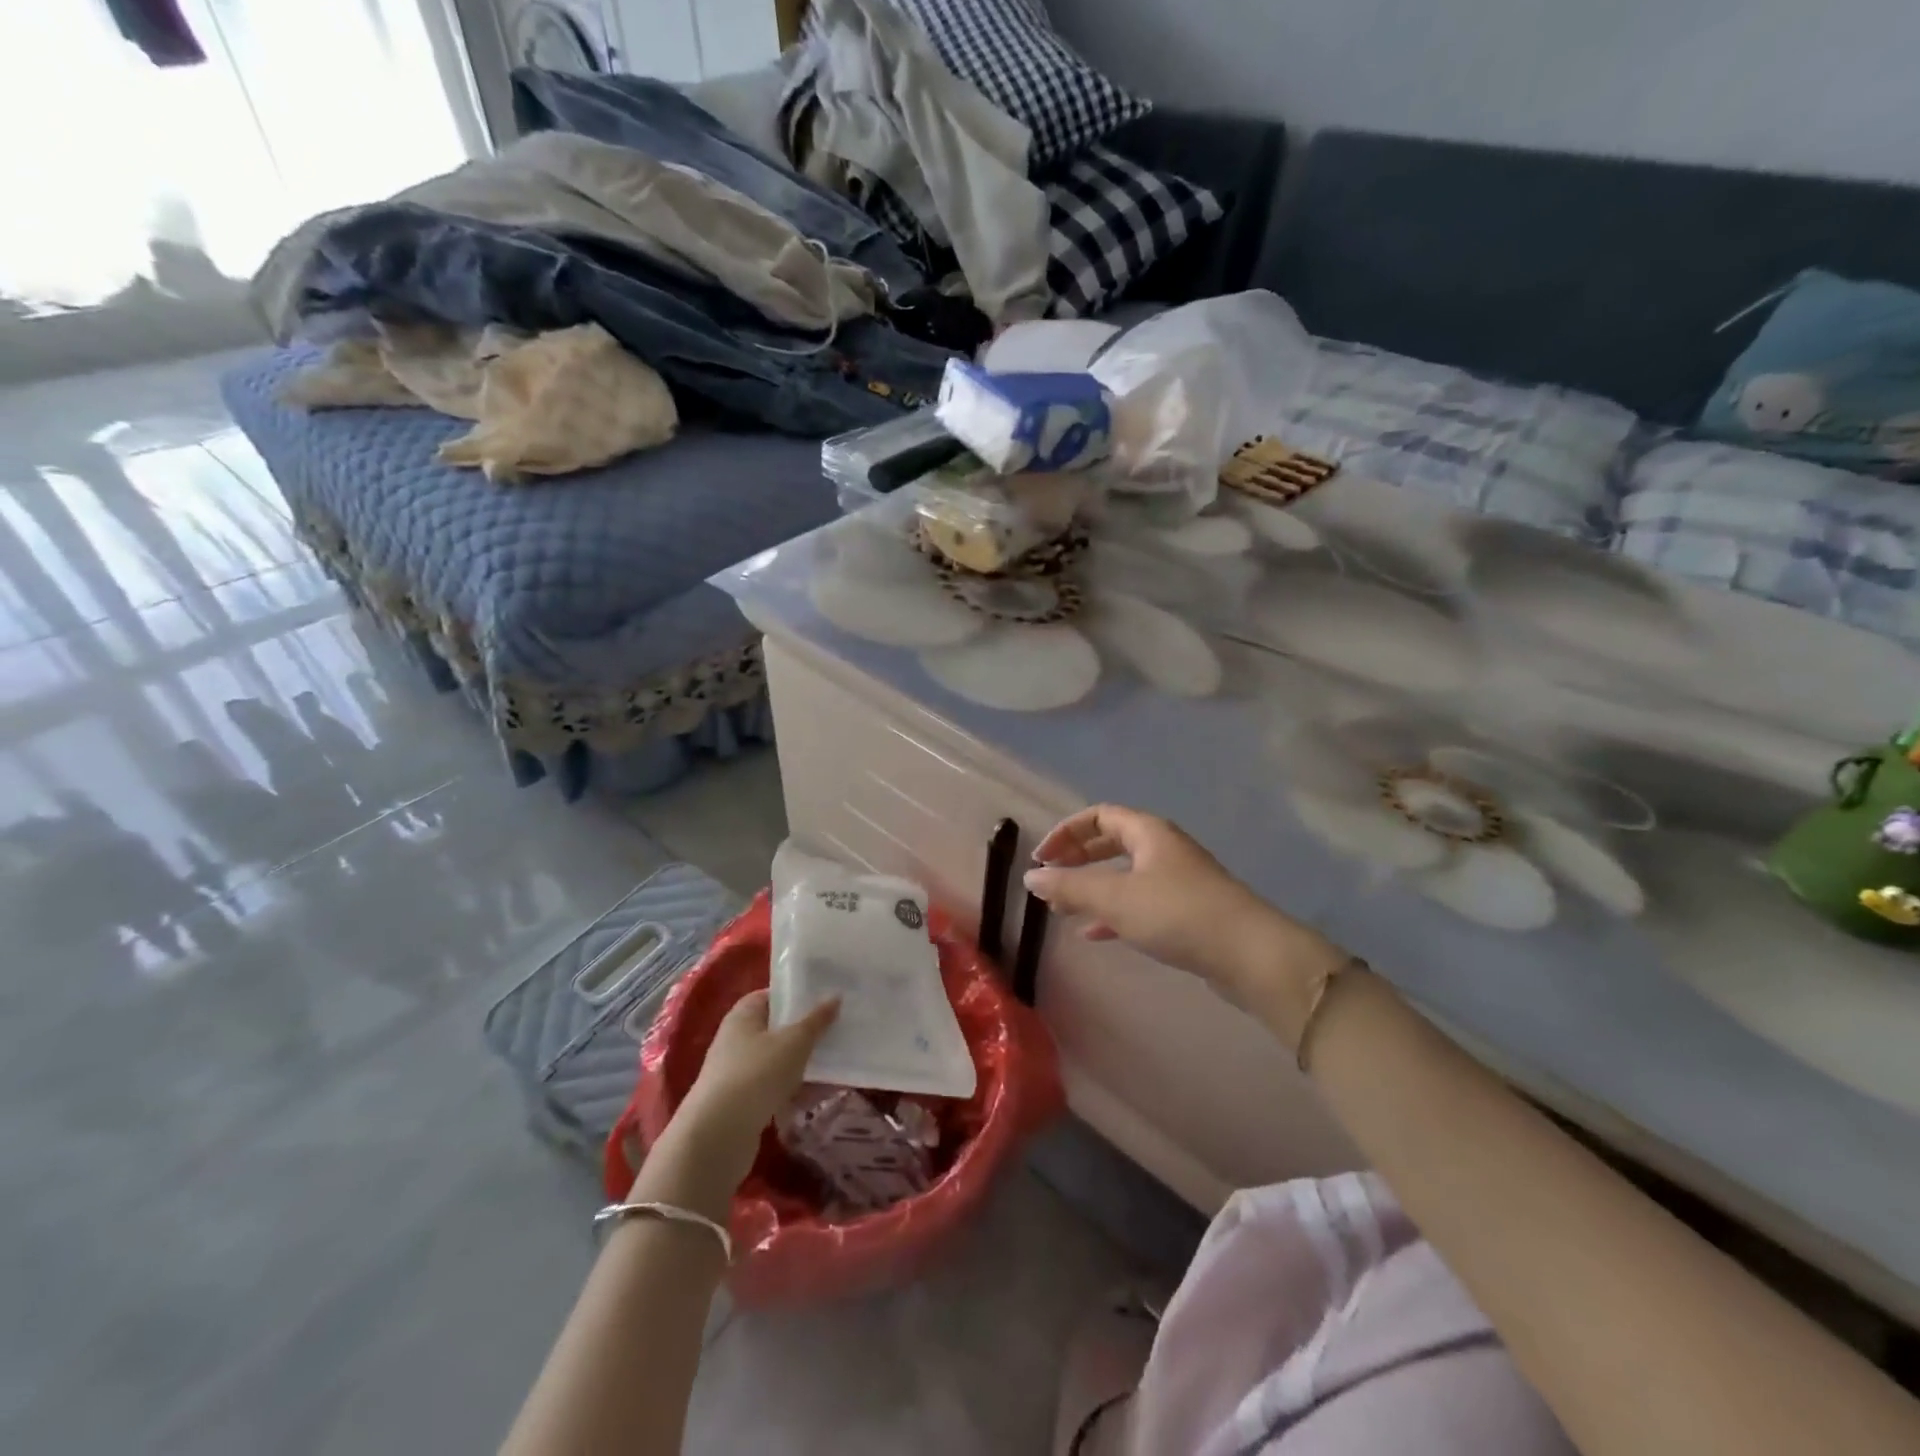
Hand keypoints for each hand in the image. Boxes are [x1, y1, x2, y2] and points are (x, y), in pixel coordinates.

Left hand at [634, 991, 838, 1215]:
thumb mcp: (794, 1042)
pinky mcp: (741, 1102)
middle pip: (777, 1029)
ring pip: (777, 1061)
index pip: (771, 996)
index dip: (797, 996)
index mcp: (744, 1015)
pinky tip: (816, 1098)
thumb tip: (835, 996)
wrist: (718, 1136)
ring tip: (835, 1068)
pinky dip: (793, 1091)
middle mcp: (736, 1039)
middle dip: (806, 1033)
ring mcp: (737, 1072)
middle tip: (837, 1033)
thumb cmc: (757, 1073)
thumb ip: (816, 1020)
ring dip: (803, 1065)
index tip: (825, 1000)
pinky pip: (773, 1088)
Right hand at [1024, 805, 1344, 1010]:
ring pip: (1125, 874)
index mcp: (1148, 832)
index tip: (1042, 858)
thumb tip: (1030, 877)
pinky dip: (1114, 912)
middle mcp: (1163, 848)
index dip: (1066, 832)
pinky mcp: (1186, 911)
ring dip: (1093, 887)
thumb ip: (1070, 887)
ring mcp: (1177, 880)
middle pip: (1112, 842)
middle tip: (1050, 879)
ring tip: (1064, 908)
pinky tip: (1095, 933)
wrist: (1249, 954)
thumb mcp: (1115, 898)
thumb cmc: (1177, 913)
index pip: (1099, 816)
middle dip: (1078, 858)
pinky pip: (1140, 902)